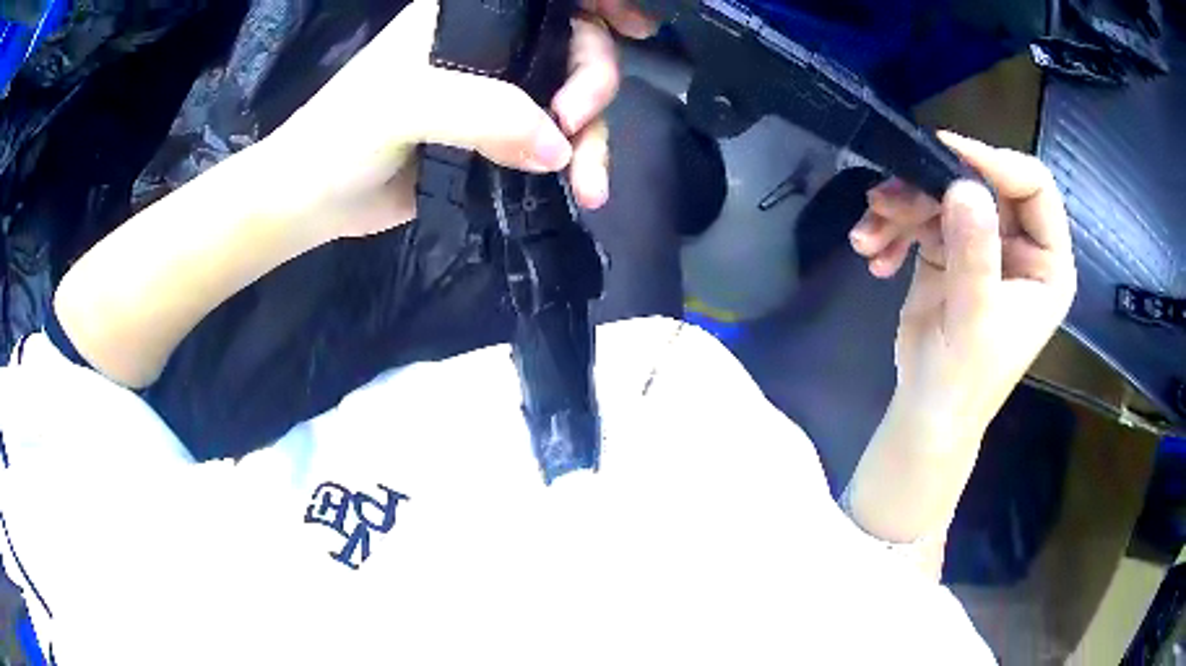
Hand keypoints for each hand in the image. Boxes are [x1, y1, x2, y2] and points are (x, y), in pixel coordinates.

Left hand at [267, 0, 654, 240]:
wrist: (315, 199)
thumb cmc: (344, 133)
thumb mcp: (406, 105)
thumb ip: (485, 111)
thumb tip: (560, 148)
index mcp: (468, 19)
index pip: (548, 1)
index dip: (599, 5)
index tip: (637, 28)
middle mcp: (490, 49)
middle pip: (574, 49)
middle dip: (594, 86)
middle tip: (575, 126)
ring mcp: (495, 97)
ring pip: (570, 103)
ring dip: (592, 142)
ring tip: (590, 187)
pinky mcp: (496, 142)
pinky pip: (552, 146)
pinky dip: (573, 166)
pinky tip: (579, 190)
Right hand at [850, 132, 1076, 434]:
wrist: (926, 410)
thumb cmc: (963, 379)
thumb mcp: (974, 320)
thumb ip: (975, 255)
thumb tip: (964, 186)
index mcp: (1046, 262)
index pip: (1033, 187)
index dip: (994, 163)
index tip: (945, 153)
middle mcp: (1019, 244)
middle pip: (980, 184)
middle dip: (930, 188)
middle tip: (885, 201)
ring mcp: (983, 243)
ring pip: (943, 195)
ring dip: (901, 210)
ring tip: (868, 236)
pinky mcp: (950, 248)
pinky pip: (920, 217)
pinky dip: (892, 230)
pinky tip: (874, 256)